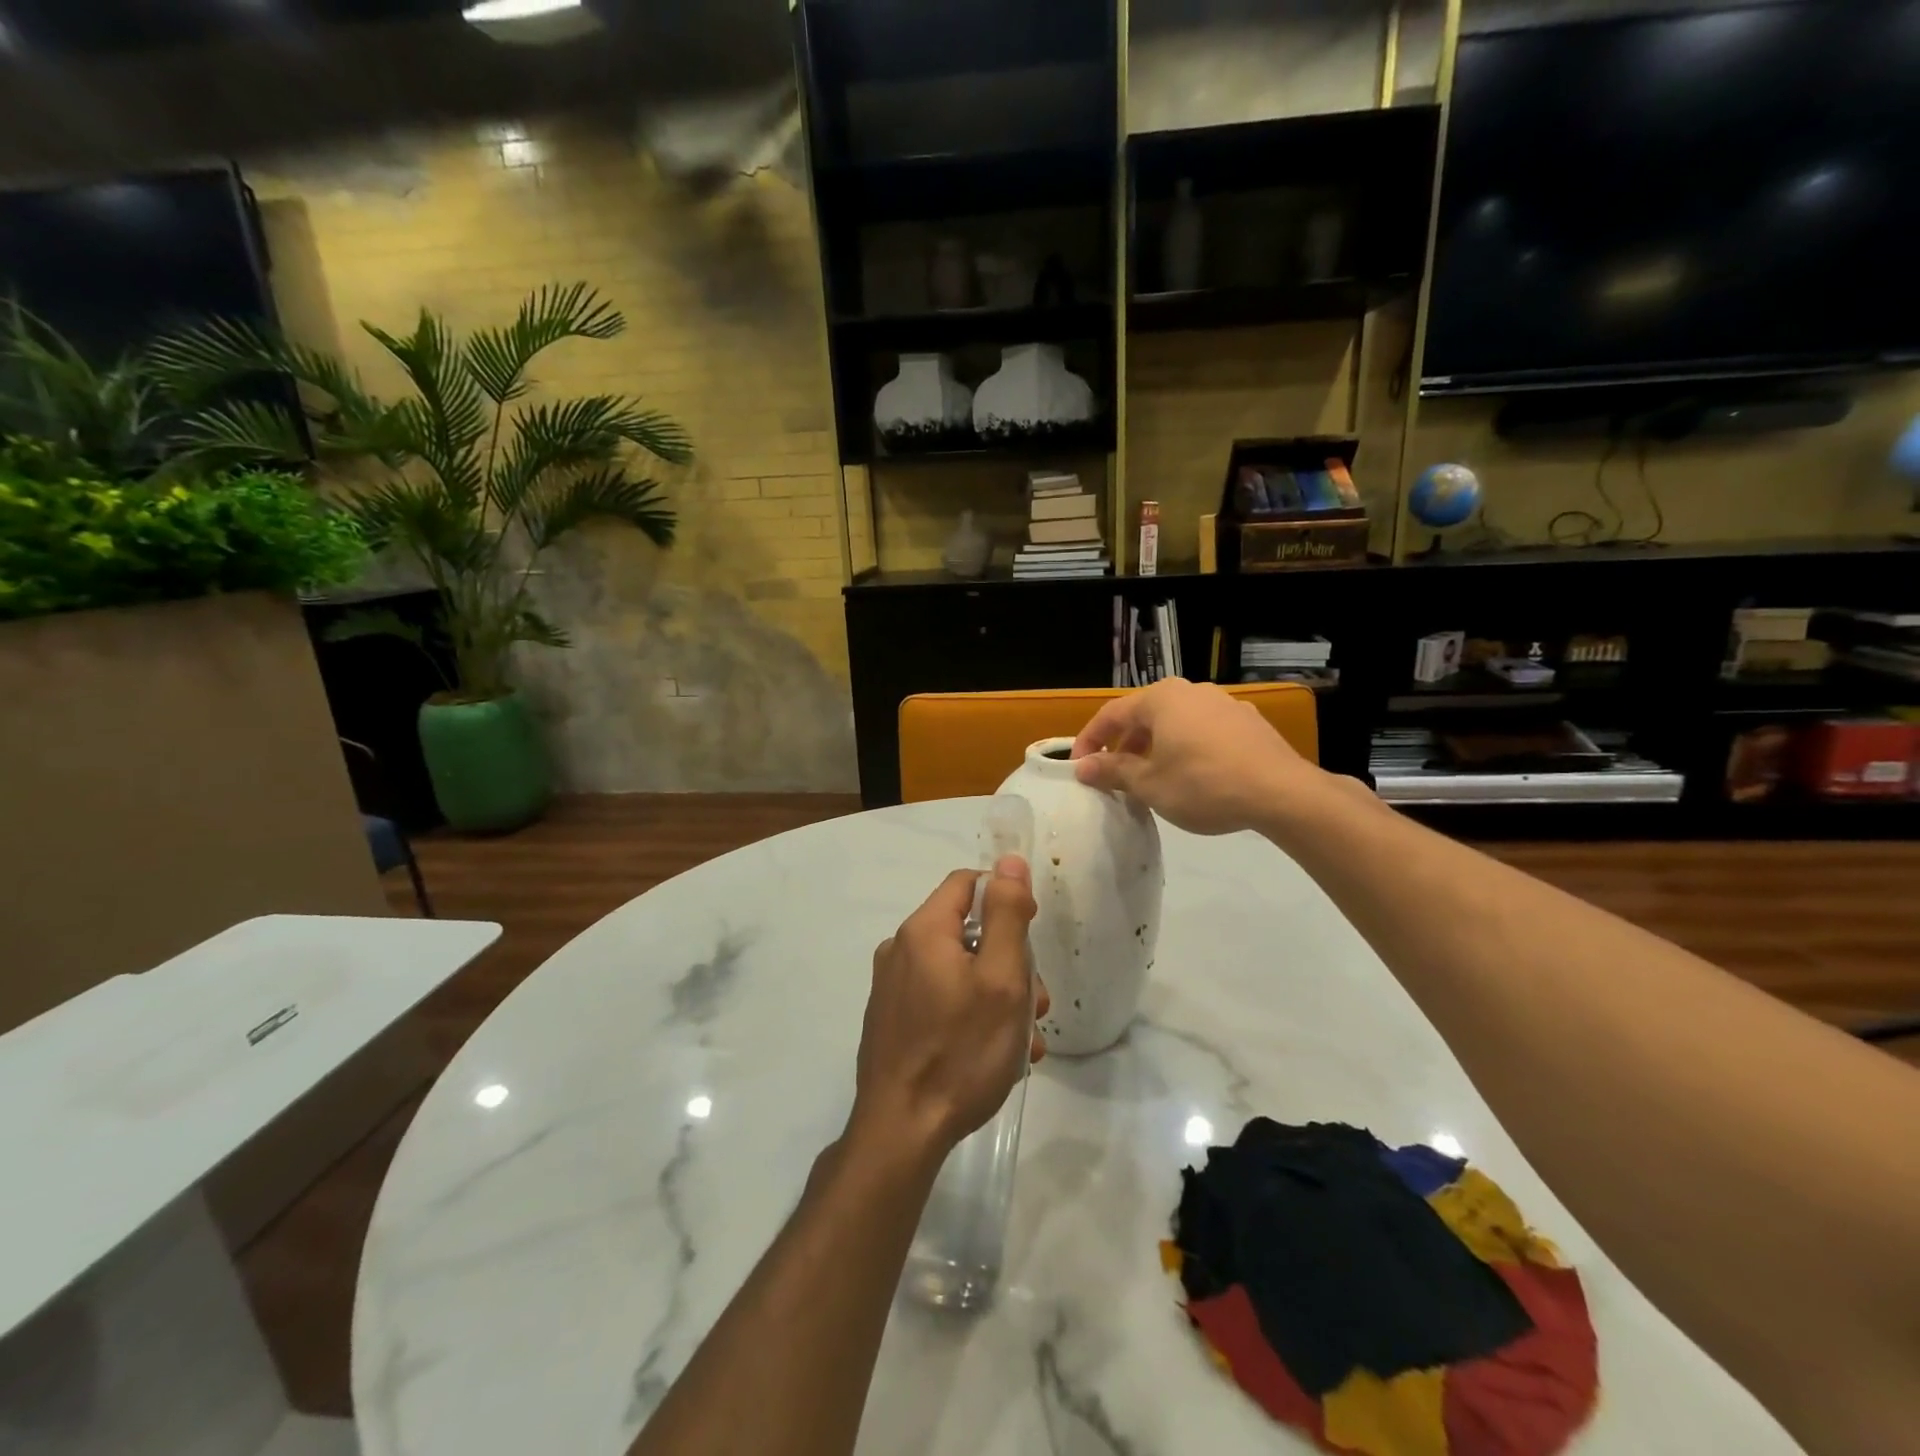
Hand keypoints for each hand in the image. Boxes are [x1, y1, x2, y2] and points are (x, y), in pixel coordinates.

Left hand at [850, 856, 1048, 1160]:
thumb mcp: (1001, 978)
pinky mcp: (891, 1019)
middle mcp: (900, 949)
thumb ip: (1007, 915)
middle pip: (967, 931)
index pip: (968, 883)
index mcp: (923, 930)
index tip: (1031, 937)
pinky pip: (940, 998)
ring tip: (1025, 1041)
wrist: (900, 1131)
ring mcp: (891, 986)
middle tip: (1037, 1004)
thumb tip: (1009, 861)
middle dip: (1008, 961)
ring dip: (997, 995)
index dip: (1006, 899)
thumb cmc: (960, 1051)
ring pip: (958, 970)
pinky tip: (996, 1054)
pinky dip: (971, 1014)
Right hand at [1070, 678, 1319, 834]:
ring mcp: (1224, 703)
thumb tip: (1082, 767)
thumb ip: (1113, 771)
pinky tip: (1193, 775)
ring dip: (1156, 746)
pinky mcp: (1248, 722)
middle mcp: (1191, 691)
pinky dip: (1186, 747)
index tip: (1078, 766)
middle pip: (1144, 715)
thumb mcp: (1149, 784)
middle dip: (1124, 744)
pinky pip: (1203, 730)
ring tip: (1152, 776)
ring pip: (1176, 722)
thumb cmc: (1203, 785)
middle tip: (1114, 773)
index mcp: (1161, 698)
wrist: (1281, 793)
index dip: (1089, 741)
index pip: (1111, 715)